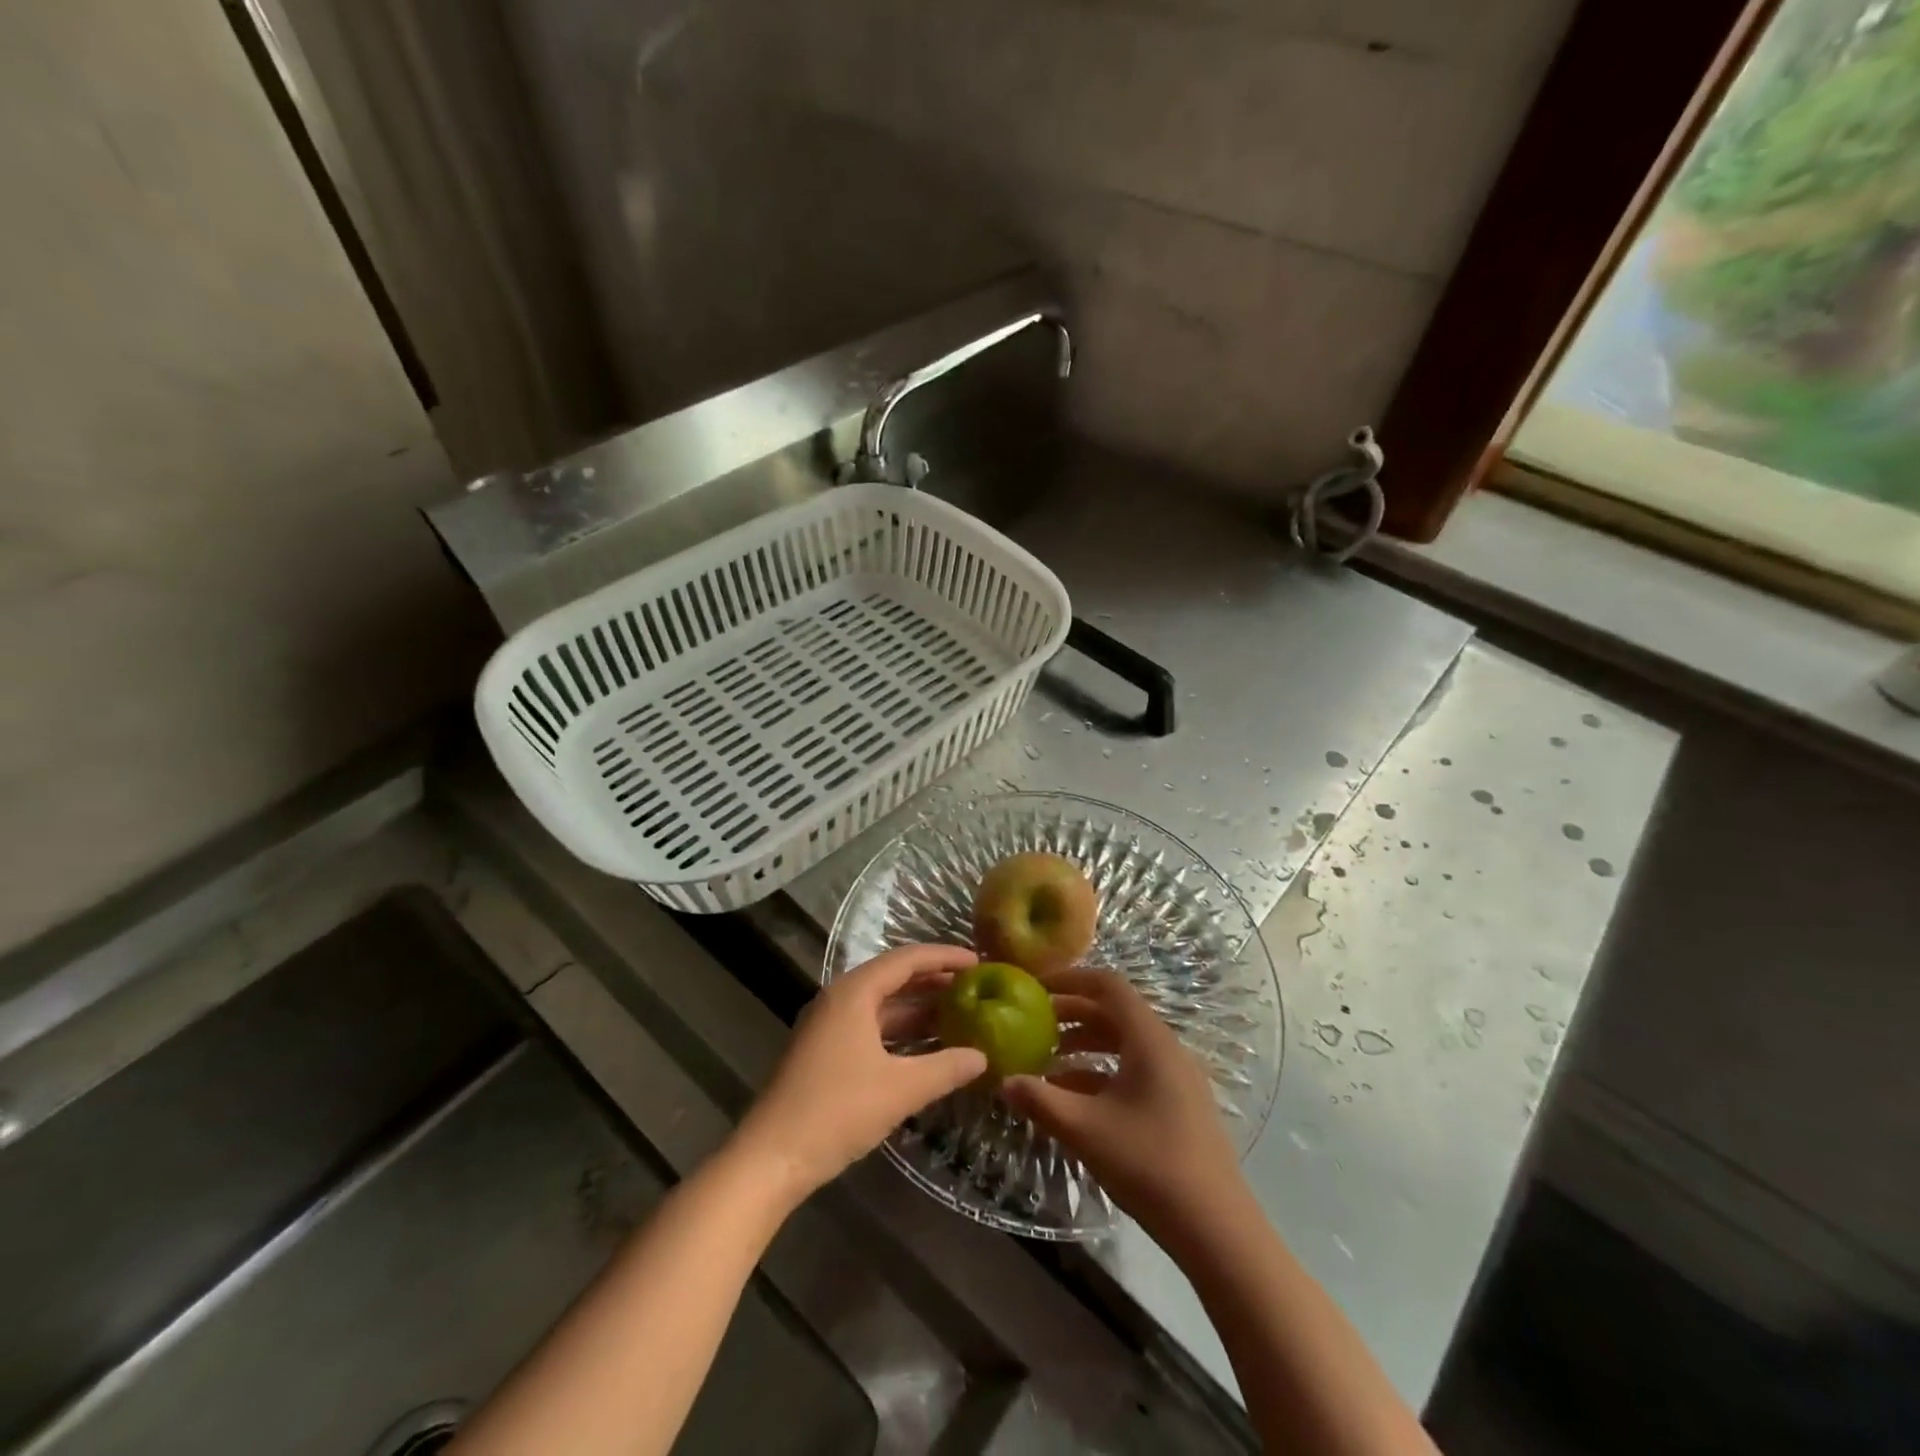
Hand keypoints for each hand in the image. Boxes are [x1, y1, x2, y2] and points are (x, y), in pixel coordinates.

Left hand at [733, 944, 986, 1204]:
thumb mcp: (900, 1089)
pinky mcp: (825, 1052)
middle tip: (974, 987)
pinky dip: (901, 1032)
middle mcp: (839, 999)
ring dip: (918, 1009)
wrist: (770, 1158)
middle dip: (934, 981)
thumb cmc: (836, 1111)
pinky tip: (926, 1048)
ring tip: (960, 1014)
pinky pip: (871, 1028)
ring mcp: (829, 1027)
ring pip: (882, 1006)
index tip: (979, 961)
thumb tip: (982, 1057)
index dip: (944, 957)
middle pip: (894, 978)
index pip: (907, 959)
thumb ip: (945, 1068)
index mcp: (854, 993)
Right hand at [1003, 968, 1244, 1242]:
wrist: (1216, 1230)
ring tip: (1046, 1063)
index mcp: (1149, 1039)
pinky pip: (1135, 1070)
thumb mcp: (1085, 1130)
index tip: (1036, 988)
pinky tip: (1073, 1098)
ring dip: (1084, 1045)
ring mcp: (1176, 1077)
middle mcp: (1166, 1047)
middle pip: (1114, 1012)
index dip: (1070, 979)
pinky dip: (1102, 1072)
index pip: (1108, 985)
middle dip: (1071, 1014)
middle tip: (1032, 1025)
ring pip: (1123, 1043)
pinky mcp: (1179, 1104)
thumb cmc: (1148, 1164)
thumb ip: (1040, 1100)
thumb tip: (1003, 1080)